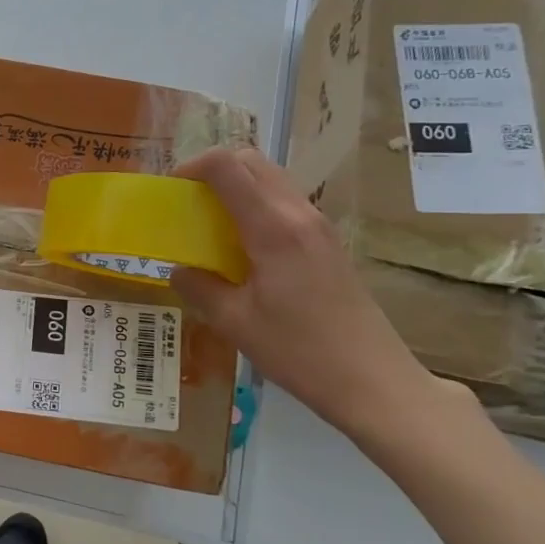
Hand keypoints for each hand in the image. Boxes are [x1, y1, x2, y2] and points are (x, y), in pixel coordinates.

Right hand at [168, 147, 440, 439]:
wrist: (372, 381)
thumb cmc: (299, 351)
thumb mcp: (234, 323)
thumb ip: (199, 288)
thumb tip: (178, 269)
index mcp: (273, 228)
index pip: (228, 167)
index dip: (193, 166)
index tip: (171, 190)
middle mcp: (299, 215)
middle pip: (252, 162)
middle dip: (213, 171)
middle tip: (187, 203)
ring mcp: (319, 227)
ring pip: (271, 180)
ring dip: (236, 188)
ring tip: (209, 225)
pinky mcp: (328, 243)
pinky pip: (284, 204)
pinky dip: (255, 208)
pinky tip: (240, 248)